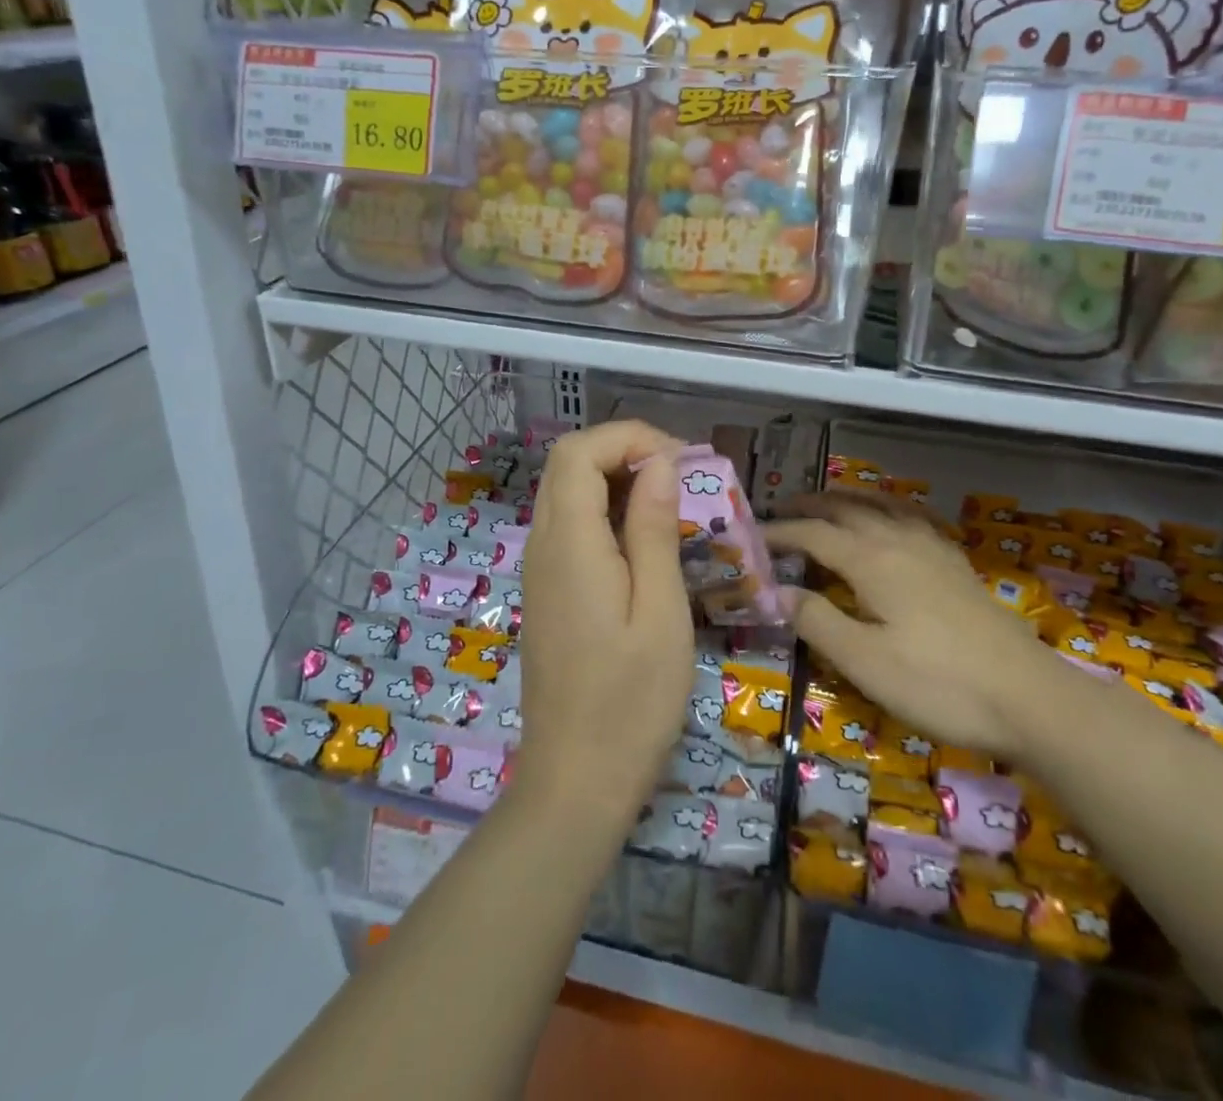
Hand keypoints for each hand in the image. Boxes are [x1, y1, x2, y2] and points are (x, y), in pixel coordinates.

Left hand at [516, 421, 693, 819]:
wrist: (575, 783)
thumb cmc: (630, 703)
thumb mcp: (660, 612)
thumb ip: (654, 529)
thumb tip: (660, 464)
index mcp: (568, 543)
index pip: (579, 452)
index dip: (629, 438)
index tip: (682, 461)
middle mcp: (542, 545)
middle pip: (568, 464)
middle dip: (625, 451)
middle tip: (683, 477)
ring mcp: (539, 569)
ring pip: (567, 492)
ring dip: (617, 480)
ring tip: (673, 503)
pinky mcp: (547, 591)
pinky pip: (569, 526)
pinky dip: (606, 511)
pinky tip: (645, 540)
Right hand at [766, 494, 1057, 756]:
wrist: (1029, 698)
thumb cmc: (938, 684)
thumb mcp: (865, 662)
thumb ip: (818, 621)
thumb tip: (778, 591)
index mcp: (872, 560)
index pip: (813, 534)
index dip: (779, 532)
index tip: (750, 536)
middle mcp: (899, 541)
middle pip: (847, 509)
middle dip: (810, 506)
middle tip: (781, 509)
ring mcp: (933, 550)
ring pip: (882, 506)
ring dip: (849, 499)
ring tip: (829, 502)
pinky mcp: (956, 565)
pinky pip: (912, 518)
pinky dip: (888, 508)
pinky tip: (894, 522)